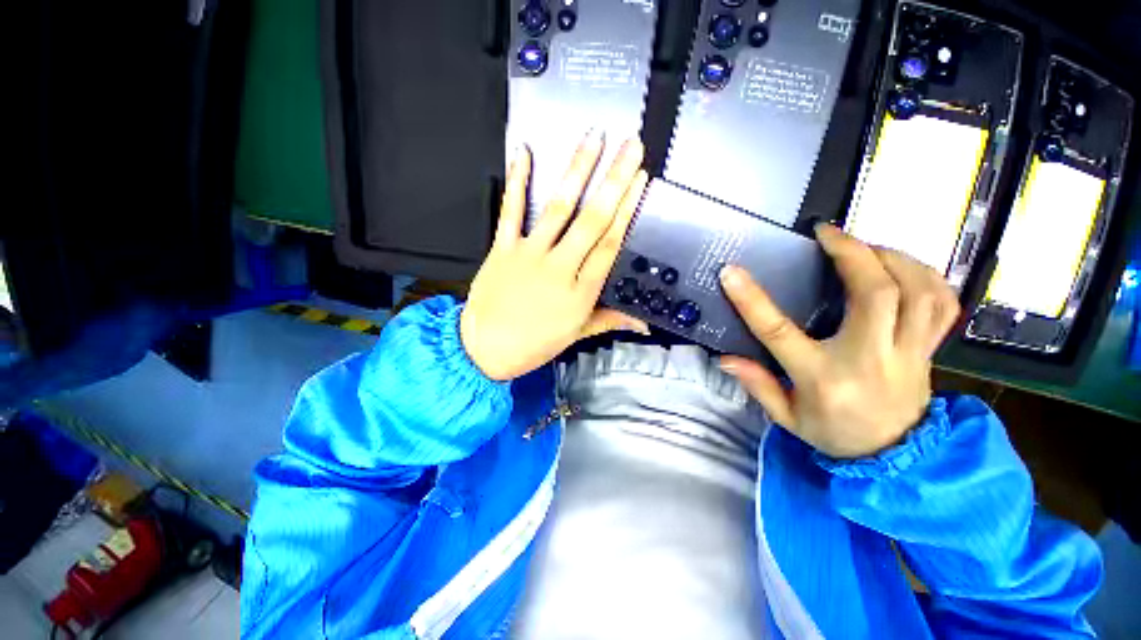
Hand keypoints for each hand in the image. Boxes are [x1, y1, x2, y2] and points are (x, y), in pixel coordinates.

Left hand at [461, 132, 649, 380]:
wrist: (485, 349)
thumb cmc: (534, 344)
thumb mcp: (576, 335)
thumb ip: (610, 321)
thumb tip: (643, 324)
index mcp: (581, 290)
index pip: (610, 243)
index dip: (627, 210)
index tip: (640, 181)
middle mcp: (559, 267)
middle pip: (592, 220)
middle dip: (614, 181)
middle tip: (631, 148)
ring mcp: (530, 254)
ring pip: (558, 208)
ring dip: (577, 171)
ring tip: (594, 139)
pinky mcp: (504, 248)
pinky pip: (511, 211)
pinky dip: (517, 181)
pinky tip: (525, 153)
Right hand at [719, 225, 960, 458]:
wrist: (894, 458)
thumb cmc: (833, 433)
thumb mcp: (786, 417)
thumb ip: (757, 385)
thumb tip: (724, 359)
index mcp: (823, 377)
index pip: (780, 332)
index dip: (751, 299)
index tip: (731, 272)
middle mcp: (870, 358)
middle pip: (875, 294)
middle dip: (851, 253)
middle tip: (826, 234)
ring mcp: (909, 353)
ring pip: (918, 291)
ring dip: (891, 258)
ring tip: (865, 246)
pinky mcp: (930, 350)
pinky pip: (942, 304)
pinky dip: (926, 276)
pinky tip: (903, 266)